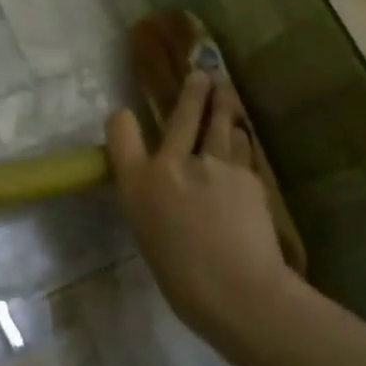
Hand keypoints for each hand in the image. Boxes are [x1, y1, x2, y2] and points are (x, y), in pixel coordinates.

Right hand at [106, 72, 303, 352]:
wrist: (236, 290)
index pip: (121, 132)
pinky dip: (239, 141)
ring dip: (223, 104)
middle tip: (201, 75)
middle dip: (192, 91)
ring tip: (225, 92)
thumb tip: (166, 185)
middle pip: (181, 114)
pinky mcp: (245, 173)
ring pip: (219, 123)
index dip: (123, 120)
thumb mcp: (148, 233)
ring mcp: (211, 163)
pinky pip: (240, 148)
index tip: (127, 116)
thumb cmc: (182, 278)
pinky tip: (241, 138)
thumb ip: (152, 199)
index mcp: (137, 183)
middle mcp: (170, 163)